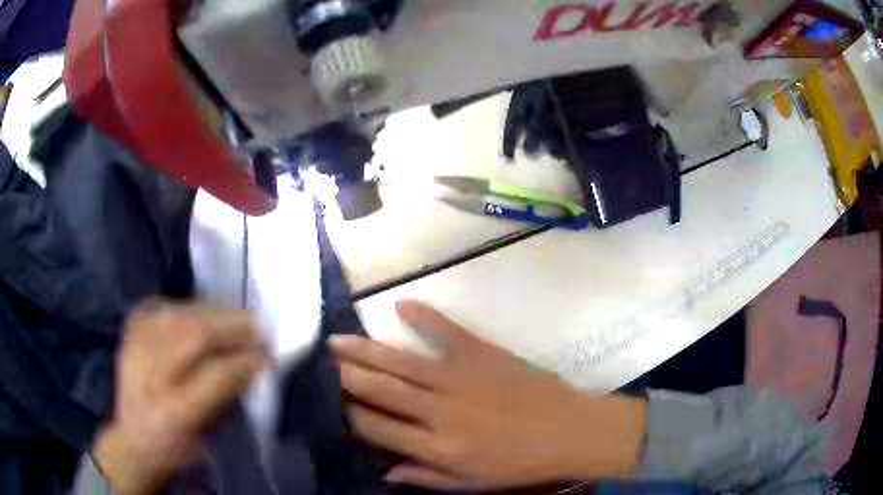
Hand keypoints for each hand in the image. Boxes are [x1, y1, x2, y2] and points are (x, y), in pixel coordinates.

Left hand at [93, 302, 269, 494]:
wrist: (133, 438)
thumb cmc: (177, 448)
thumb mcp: (209, 437)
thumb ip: (229, 398)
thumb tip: (253, 363)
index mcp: (173, 413)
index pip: (215, 374)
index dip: (245, 360)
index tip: (268, 356)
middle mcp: (149, 373)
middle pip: (194, 334)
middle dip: (233, 327)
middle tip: (258, 329)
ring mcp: (135, 345)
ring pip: (182, 314)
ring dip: (215, 315)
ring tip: (236, 321)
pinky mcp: (131, 328)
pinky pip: (166, 307)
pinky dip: (190, 309)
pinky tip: (202, 318)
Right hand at [331, 300, 646, 490]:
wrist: (569, 431)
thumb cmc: (520, 465)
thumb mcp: (472, 485)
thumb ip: (426, 477)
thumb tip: (385, 471)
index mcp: (435, 446)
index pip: (375, 428)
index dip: (347, 414)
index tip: (327, 402)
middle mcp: (438, 411)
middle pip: (380, 390)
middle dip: (345, 376)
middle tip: (321, 361)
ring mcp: (459, 378)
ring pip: (400, 362)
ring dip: (365, 351)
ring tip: (337, 340)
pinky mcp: (482, 354)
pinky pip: (447, 331)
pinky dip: (424, 315)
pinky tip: (401, 303)